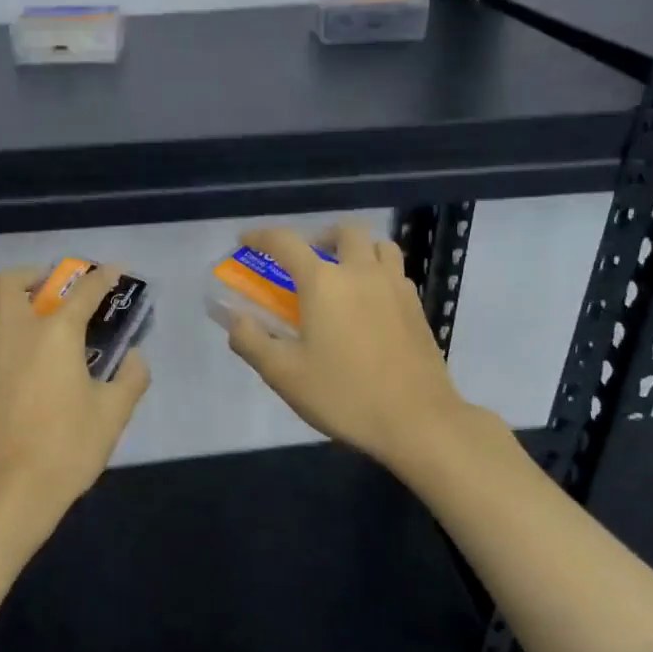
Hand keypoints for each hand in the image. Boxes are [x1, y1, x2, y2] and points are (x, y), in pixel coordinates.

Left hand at [0, 264, 150, 526]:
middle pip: (11, 281)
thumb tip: (134, 358)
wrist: (2, 493)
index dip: (103, 277)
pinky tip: (0, 380)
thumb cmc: (65, 449)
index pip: (84, 290)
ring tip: (22, 341)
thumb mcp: (113, 415)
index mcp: (55, 333)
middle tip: (48, 295)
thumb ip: (130, 378)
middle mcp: (11, 332)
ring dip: (6, 317)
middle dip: (33, 278)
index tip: (113, 271)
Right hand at [225, 222, 486, 469]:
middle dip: (318, 237)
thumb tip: (235, 319)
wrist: (416, 419)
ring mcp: (395, 286)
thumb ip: (251, 341)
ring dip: (355, 249)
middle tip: (305, 262)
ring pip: (378, 245)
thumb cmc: (343, 395)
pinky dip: (377, 272)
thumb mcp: (283, 374)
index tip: (247, 240)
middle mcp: (361, 272)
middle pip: (343, 231)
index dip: (262, 236)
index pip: (286, 242)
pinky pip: (395, 271)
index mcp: (323, 282)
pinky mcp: (416, 307)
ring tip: (342, 275)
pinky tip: (369, 303)